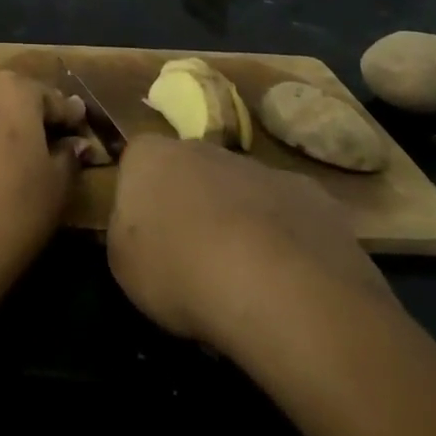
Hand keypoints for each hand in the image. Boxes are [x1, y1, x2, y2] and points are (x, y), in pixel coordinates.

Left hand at [0, 71, 90, 291]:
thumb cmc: (14, 211)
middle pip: (12, 92)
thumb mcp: (57, 185)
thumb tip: (75, 142)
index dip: (69, 118)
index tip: (79, 134)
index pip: (52, 98)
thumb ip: (69, 155)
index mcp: (14, 89)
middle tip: (47, 142)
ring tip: (11, 145)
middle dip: (31, 112)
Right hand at [106, 136, 395, 352]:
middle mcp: (204, 147)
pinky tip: (289, 285)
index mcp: (150, 155)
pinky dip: (287, 244)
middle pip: (192, 173)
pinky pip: (289, 218)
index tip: (147, 240)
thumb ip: (126, 234)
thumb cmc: (180, 271)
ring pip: (243, 193)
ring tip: (245, 281)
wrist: (276, 287)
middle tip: (194, 260)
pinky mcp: (312, 196)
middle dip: (193, 206)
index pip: (137, 165)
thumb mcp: (122, 264)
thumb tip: (140, 230)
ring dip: (241, 224)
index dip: (141, 201)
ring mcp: (261, 168)